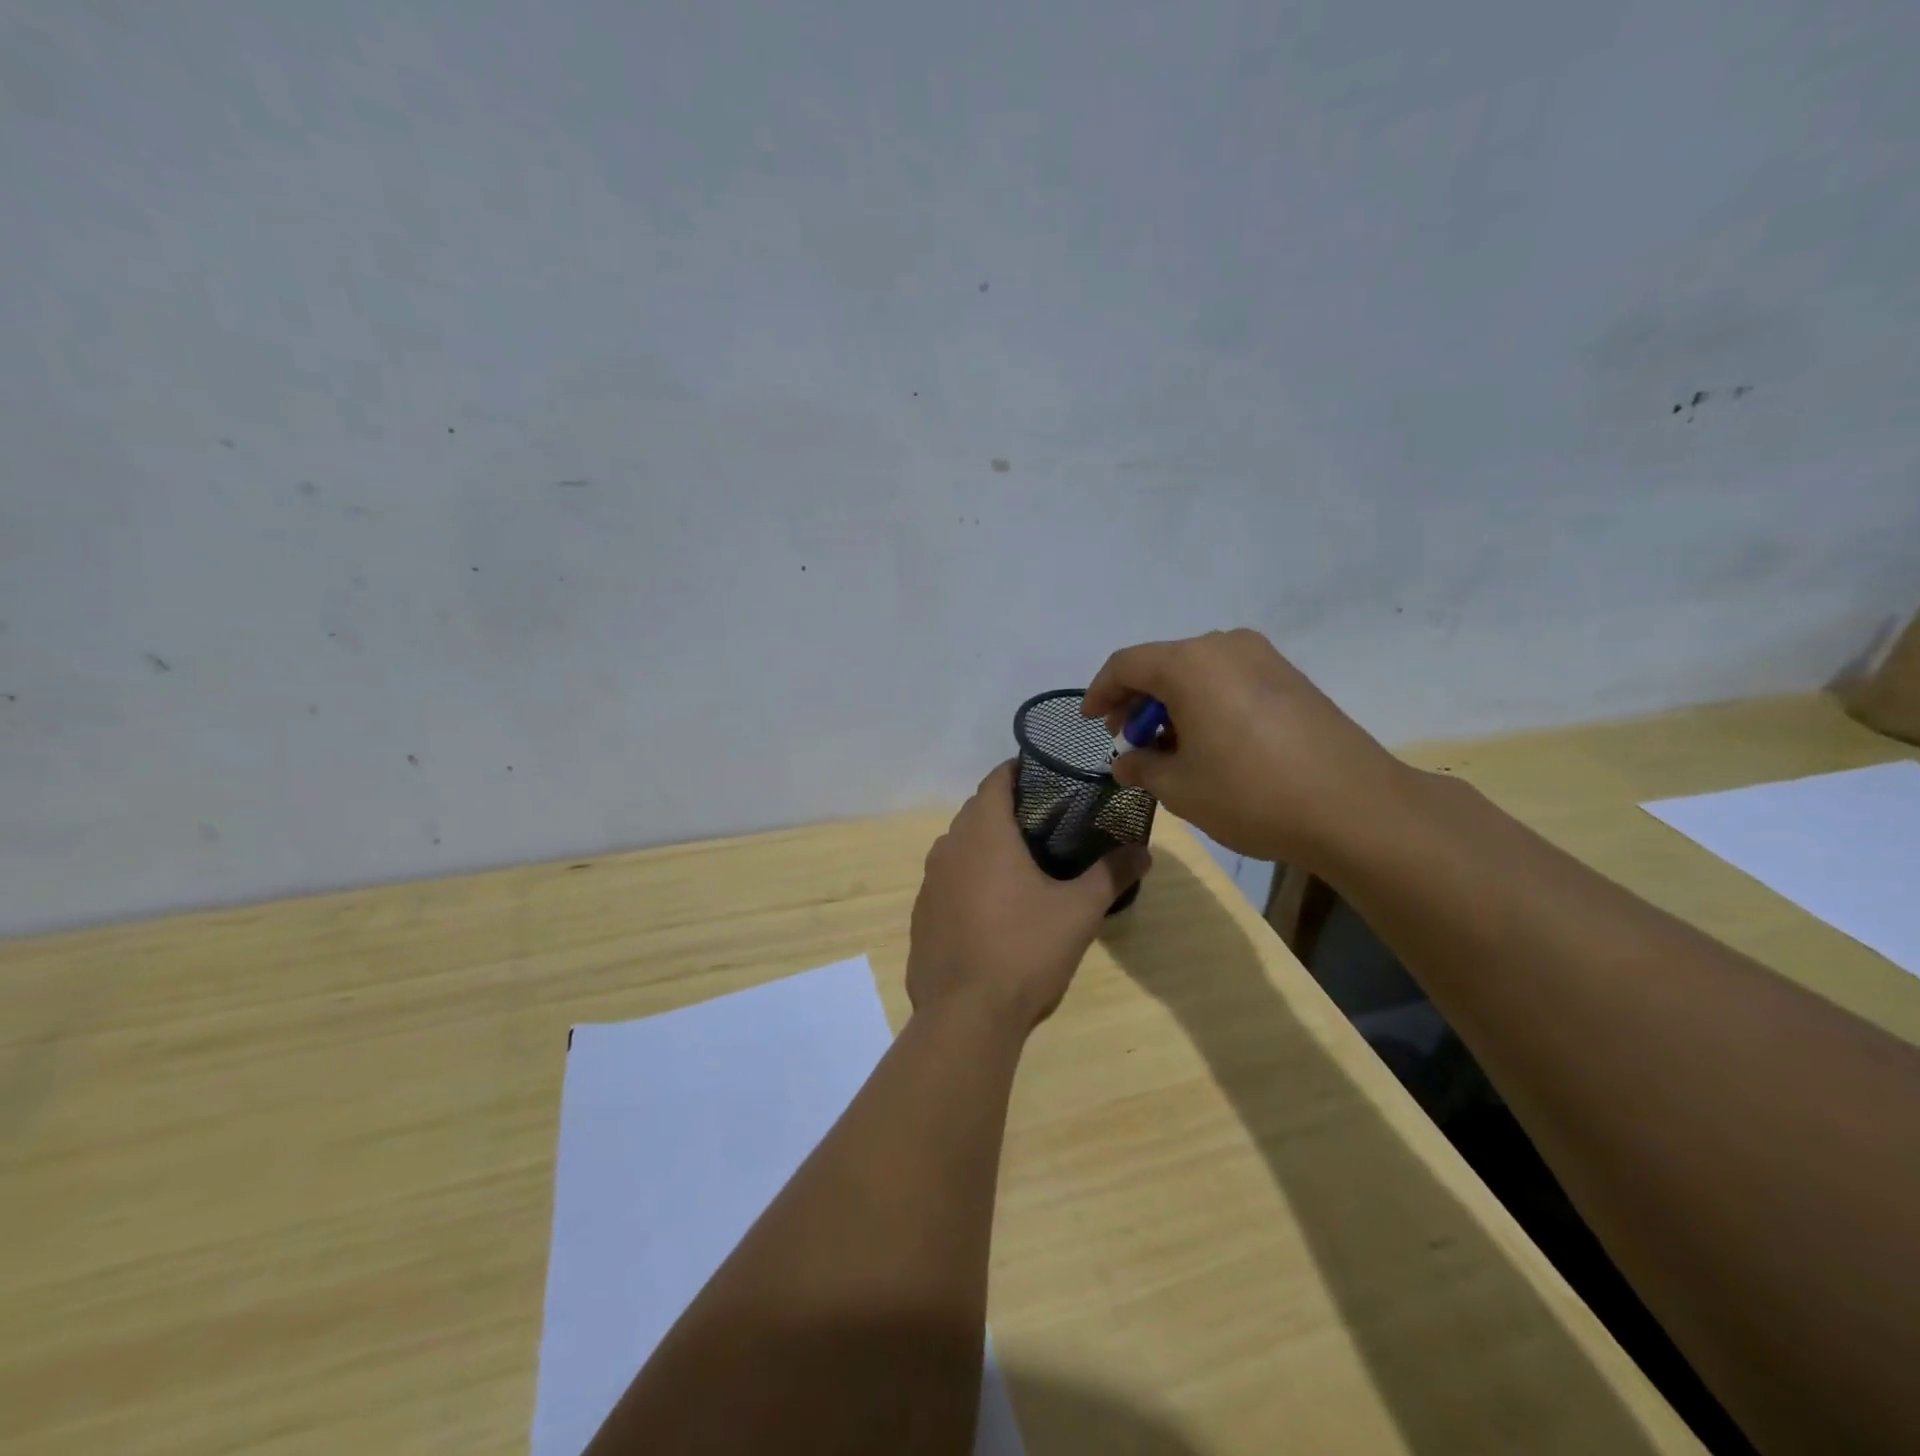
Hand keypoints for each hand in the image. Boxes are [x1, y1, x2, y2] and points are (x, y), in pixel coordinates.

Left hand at [908, 762, 1150, 1033]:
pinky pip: (948, 880)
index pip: (997, 779)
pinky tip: (993, 907)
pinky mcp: (921, 914)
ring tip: (1024, 863)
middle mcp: (949, 846)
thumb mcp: (1079, 911)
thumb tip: (1144, 851)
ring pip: (960, 846)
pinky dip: (969, 879)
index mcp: (984, 832)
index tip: (1049, 778)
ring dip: (987, 845)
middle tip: (1048, 823)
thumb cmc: (1024, 950)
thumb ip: (1111, 874)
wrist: (965, 1015)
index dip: (1021, 771)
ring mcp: (930, 881)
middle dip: (1009, 810)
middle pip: (978, 811)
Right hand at [1083, 629, 1411, 868]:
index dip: (1100, 692)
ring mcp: (1265, 658)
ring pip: (1197, 671)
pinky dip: (1206, 703)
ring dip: (1172, 703)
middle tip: (1128, 740)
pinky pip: (1230, 679)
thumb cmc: (1251, 794)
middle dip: (1137, 701)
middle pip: (1163, 664)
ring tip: (1169, 747)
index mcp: (1190, 664)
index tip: (1091, 721)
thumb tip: (1126, 761)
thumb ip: (1141, 767)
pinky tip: (1209, 742)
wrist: (1356, 808)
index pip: (1126, 665)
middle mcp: (1226, 646)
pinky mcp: (1291, 677)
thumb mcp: (1180, 788)